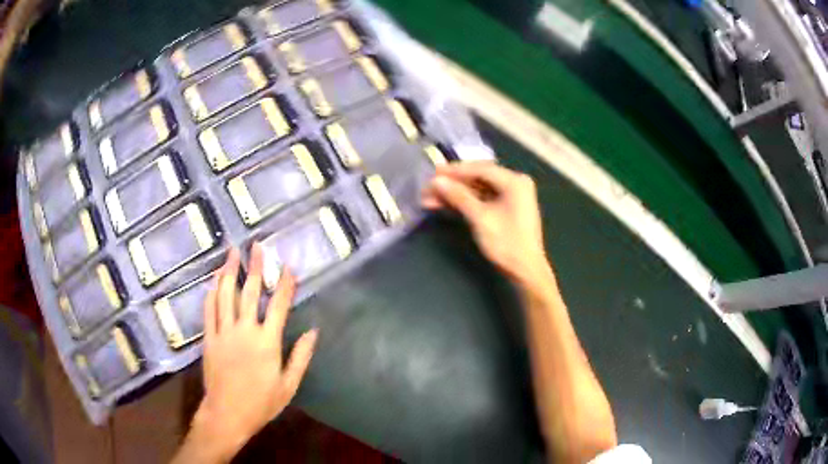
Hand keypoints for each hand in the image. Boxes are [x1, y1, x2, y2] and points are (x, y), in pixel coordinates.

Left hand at [178, 244, 317, 462]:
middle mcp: (245, 330)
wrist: (227, 414)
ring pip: (225, 294)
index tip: (288, 266)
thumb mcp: (289, 385)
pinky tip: (214, 280)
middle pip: (250, 291)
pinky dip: (212, 292)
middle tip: (257, 245)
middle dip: (255, 266)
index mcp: (267, 342)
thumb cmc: (261, 402)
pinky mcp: (209, 338)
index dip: (284, 284)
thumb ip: (301, 357)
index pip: (279, 305)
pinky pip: (209, 309)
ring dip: (229, 271)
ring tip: (232, 252)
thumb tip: (313, 332)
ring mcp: (224, 332)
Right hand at [421, 162, 550, 285]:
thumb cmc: (507, 244)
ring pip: (478, 189)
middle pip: (478, 178)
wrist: (526, 271)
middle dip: (452, 184)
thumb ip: (459, 196)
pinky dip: (465, 202)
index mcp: (514, 181)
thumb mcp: (480, 218)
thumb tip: (437, 181)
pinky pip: (483, 199)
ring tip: (431, 198)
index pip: (480, 169)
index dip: (454, 171)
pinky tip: (446, 205)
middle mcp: (515, 183)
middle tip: (428, 187)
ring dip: (456, 194)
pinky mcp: (506, 209)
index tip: (432, 173)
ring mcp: (512, 196)